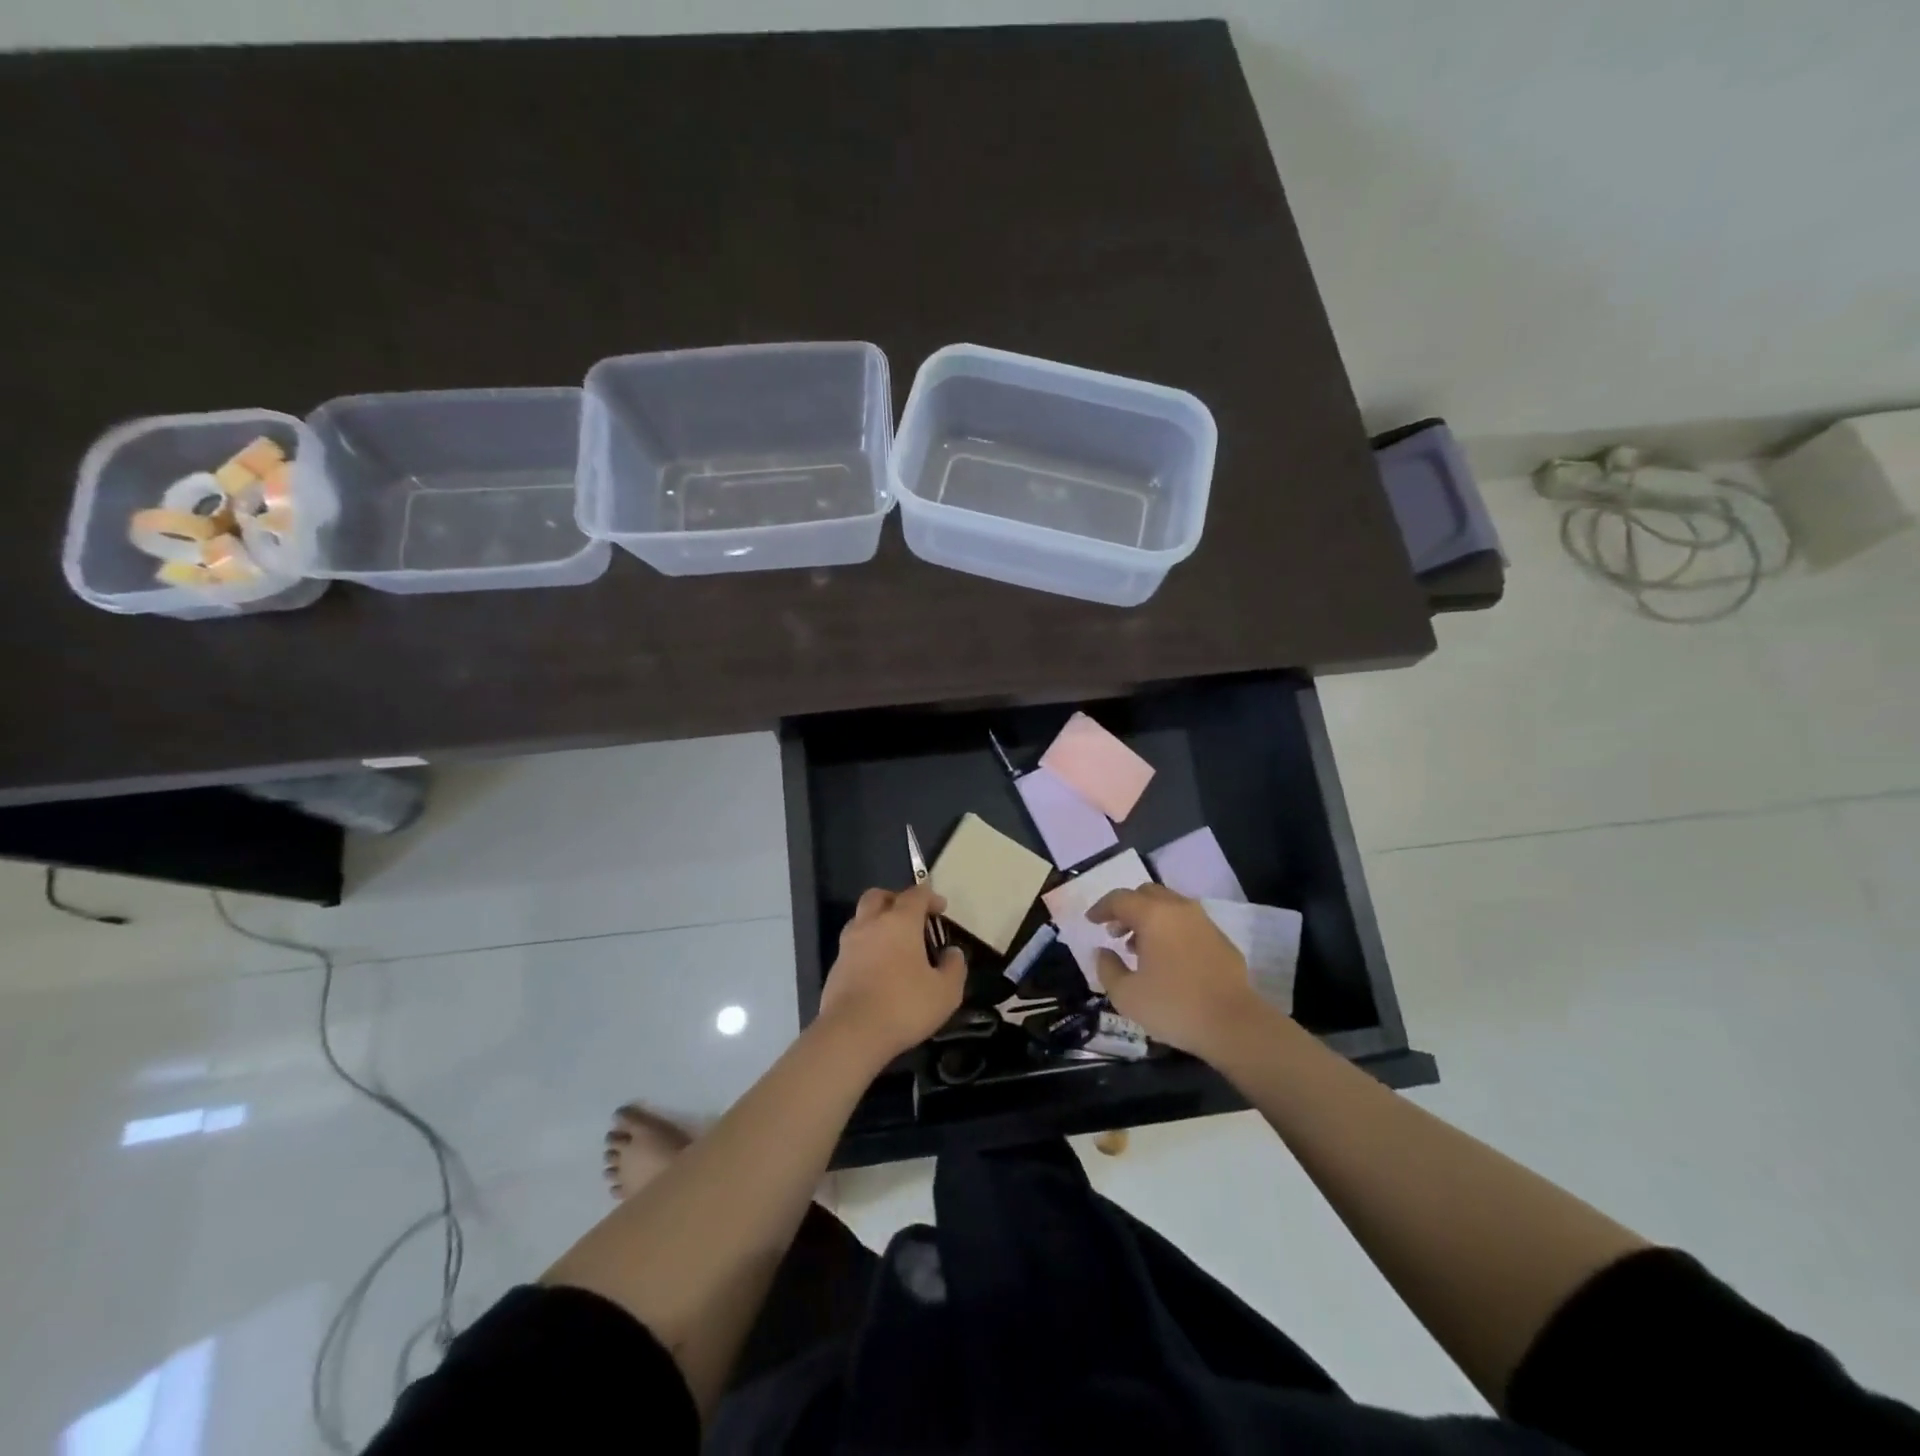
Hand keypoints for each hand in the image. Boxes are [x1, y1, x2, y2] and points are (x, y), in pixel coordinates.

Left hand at [817, 885, 966, 1063]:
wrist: (851, 1033)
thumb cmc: (904, 1006)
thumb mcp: (945, 992)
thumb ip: (954, 967)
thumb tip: (952, 952)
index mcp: (899, 922)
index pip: (915, 895)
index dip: (930, 897)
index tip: (941, 908)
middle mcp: (870, 925)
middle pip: (878, 896)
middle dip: (895, 899)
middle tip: (910, 916)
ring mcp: (848, 945)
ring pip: (860, 919)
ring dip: (877, 922)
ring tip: (893, 943)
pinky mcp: (835, 968)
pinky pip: (852, 946)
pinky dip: (866, 948)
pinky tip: (877, 968)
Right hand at [1086, 884, 1265, 1058]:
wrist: (1234, 1024)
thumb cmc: (1173, 1006)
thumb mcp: (1126, 995)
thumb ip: (1107, 968)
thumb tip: (1103, 951)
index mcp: (1153, 915)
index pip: (1120, 899)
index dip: (1101, 908)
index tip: (1090, 921)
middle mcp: (1179, 909)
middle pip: (1146, 893)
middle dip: (1126, 908)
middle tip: (1115, 932)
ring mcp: (1204, 922)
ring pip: (1169, 906)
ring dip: (1149, 918)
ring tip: (1138, 947)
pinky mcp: (1221, 939)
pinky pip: (1187, 923)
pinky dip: (1170, 930)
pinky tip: (1167, 958)